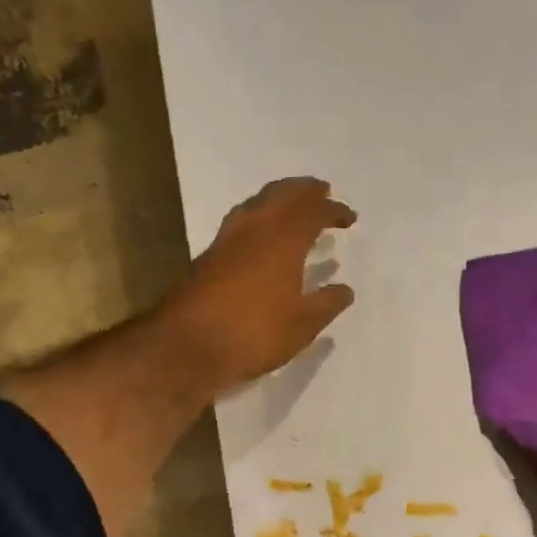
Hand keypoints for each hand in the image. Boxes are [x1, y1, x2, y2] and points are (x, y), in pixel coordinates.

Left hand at [165, 177, 357, 389]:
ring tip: (292, 205)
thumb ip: (326, 304)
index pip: (313, 212)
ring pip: (257, 203)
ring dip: (278, 197)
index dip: (333, 211)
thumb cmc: (254, 333)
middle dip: (304, 191)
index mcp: (283, 239)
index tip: (349, 218)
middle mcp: (255, 228)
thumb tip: (344, 289)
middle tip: (321, 191)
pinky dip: (259, 216)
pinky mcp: (209, 255)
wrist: (188, 345)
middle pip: (282, 195)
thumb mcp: (302, 325)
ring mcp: (227, 239)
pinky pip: (241, 221)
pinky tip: (260, 234)